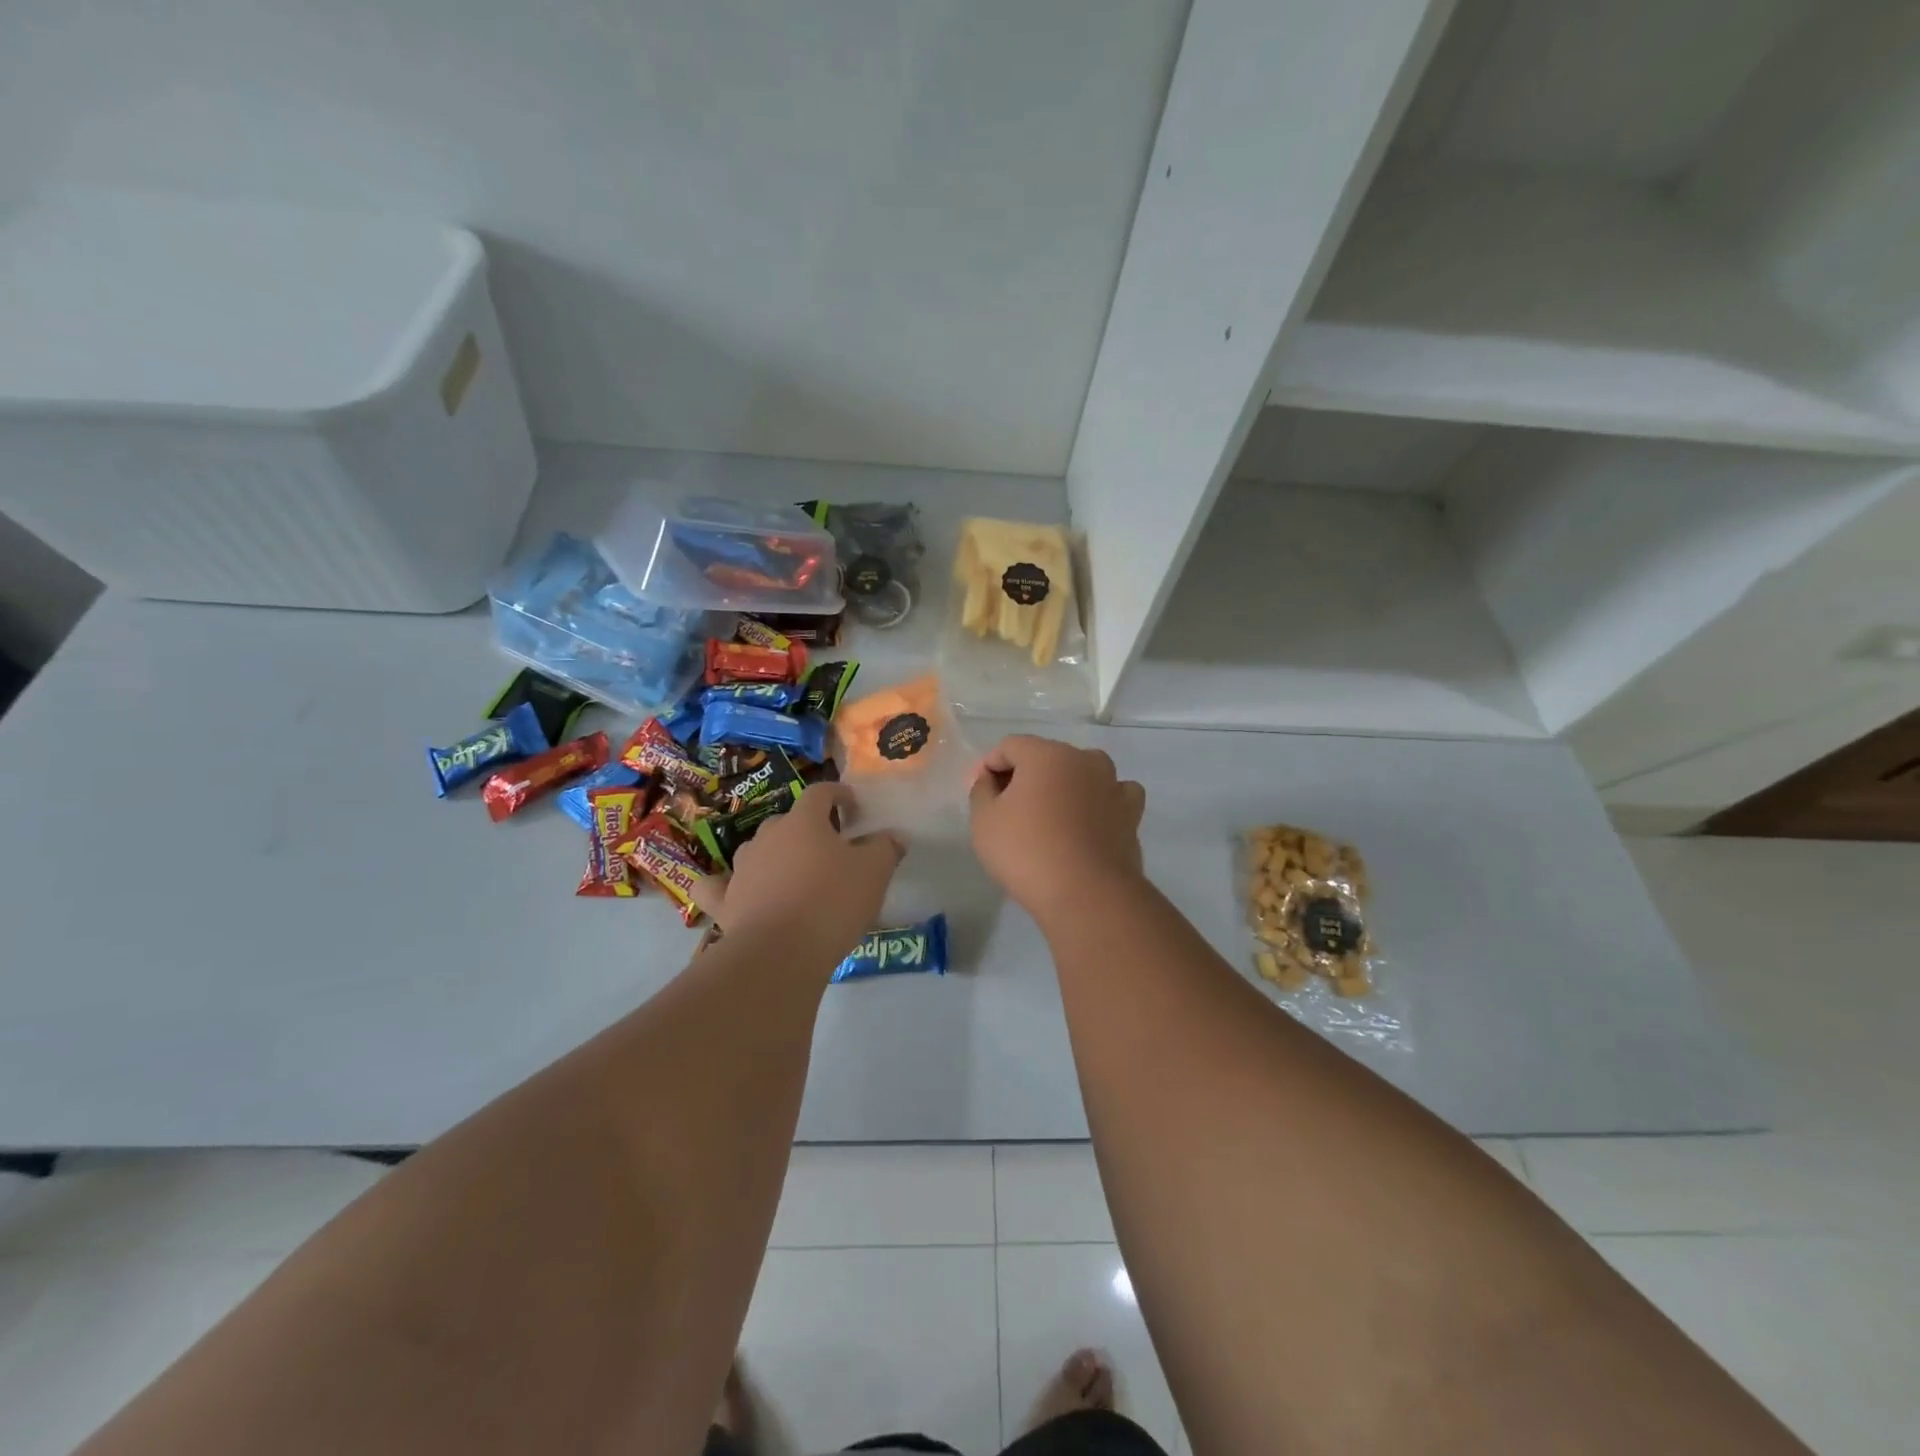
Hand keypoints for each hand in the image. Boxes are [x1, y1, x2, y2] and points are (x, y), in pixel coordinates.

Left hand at [693, 784, 902, 957]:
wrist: (780, 953)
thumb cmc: (832, 902)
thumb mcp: (874, 873)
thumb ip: (885, 848)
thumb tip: (893, 836)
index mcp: (804, 822)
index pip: (821, 793)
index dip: (839, 795)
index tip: (854, 808)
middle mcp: (768, 836)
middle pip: (788, 821)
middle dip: (808, 830)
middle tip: (829, 851)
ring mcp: (742, 868)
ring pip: (758, 850)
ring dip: (775, 856)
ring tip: (794, 876)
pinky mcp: (724, 901)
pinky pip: (717, 887)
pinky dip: (723, 886)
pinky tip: (730, 892)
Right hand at [968, 735, 1146, 918]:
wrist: (1087, 893)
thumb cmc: (1027, 851)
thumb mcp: (984, 820)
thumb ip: (981, 790)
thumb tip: (990, 779)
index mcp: (1046, 754)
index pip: (1010, 746)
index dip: (990, 766)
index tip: (981, 794)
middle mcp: (1084, 759)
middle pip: (1047, 756)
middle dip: (1025, 776)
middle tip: (1008, 808)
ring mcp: (1113, 785)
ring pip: (1082, 772)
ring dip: (1064, 786)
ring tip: (1050, 816)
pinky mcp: (1131, 813)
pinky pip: (1112, 795)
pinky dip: (1099, 802)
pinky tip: (1088, 821)